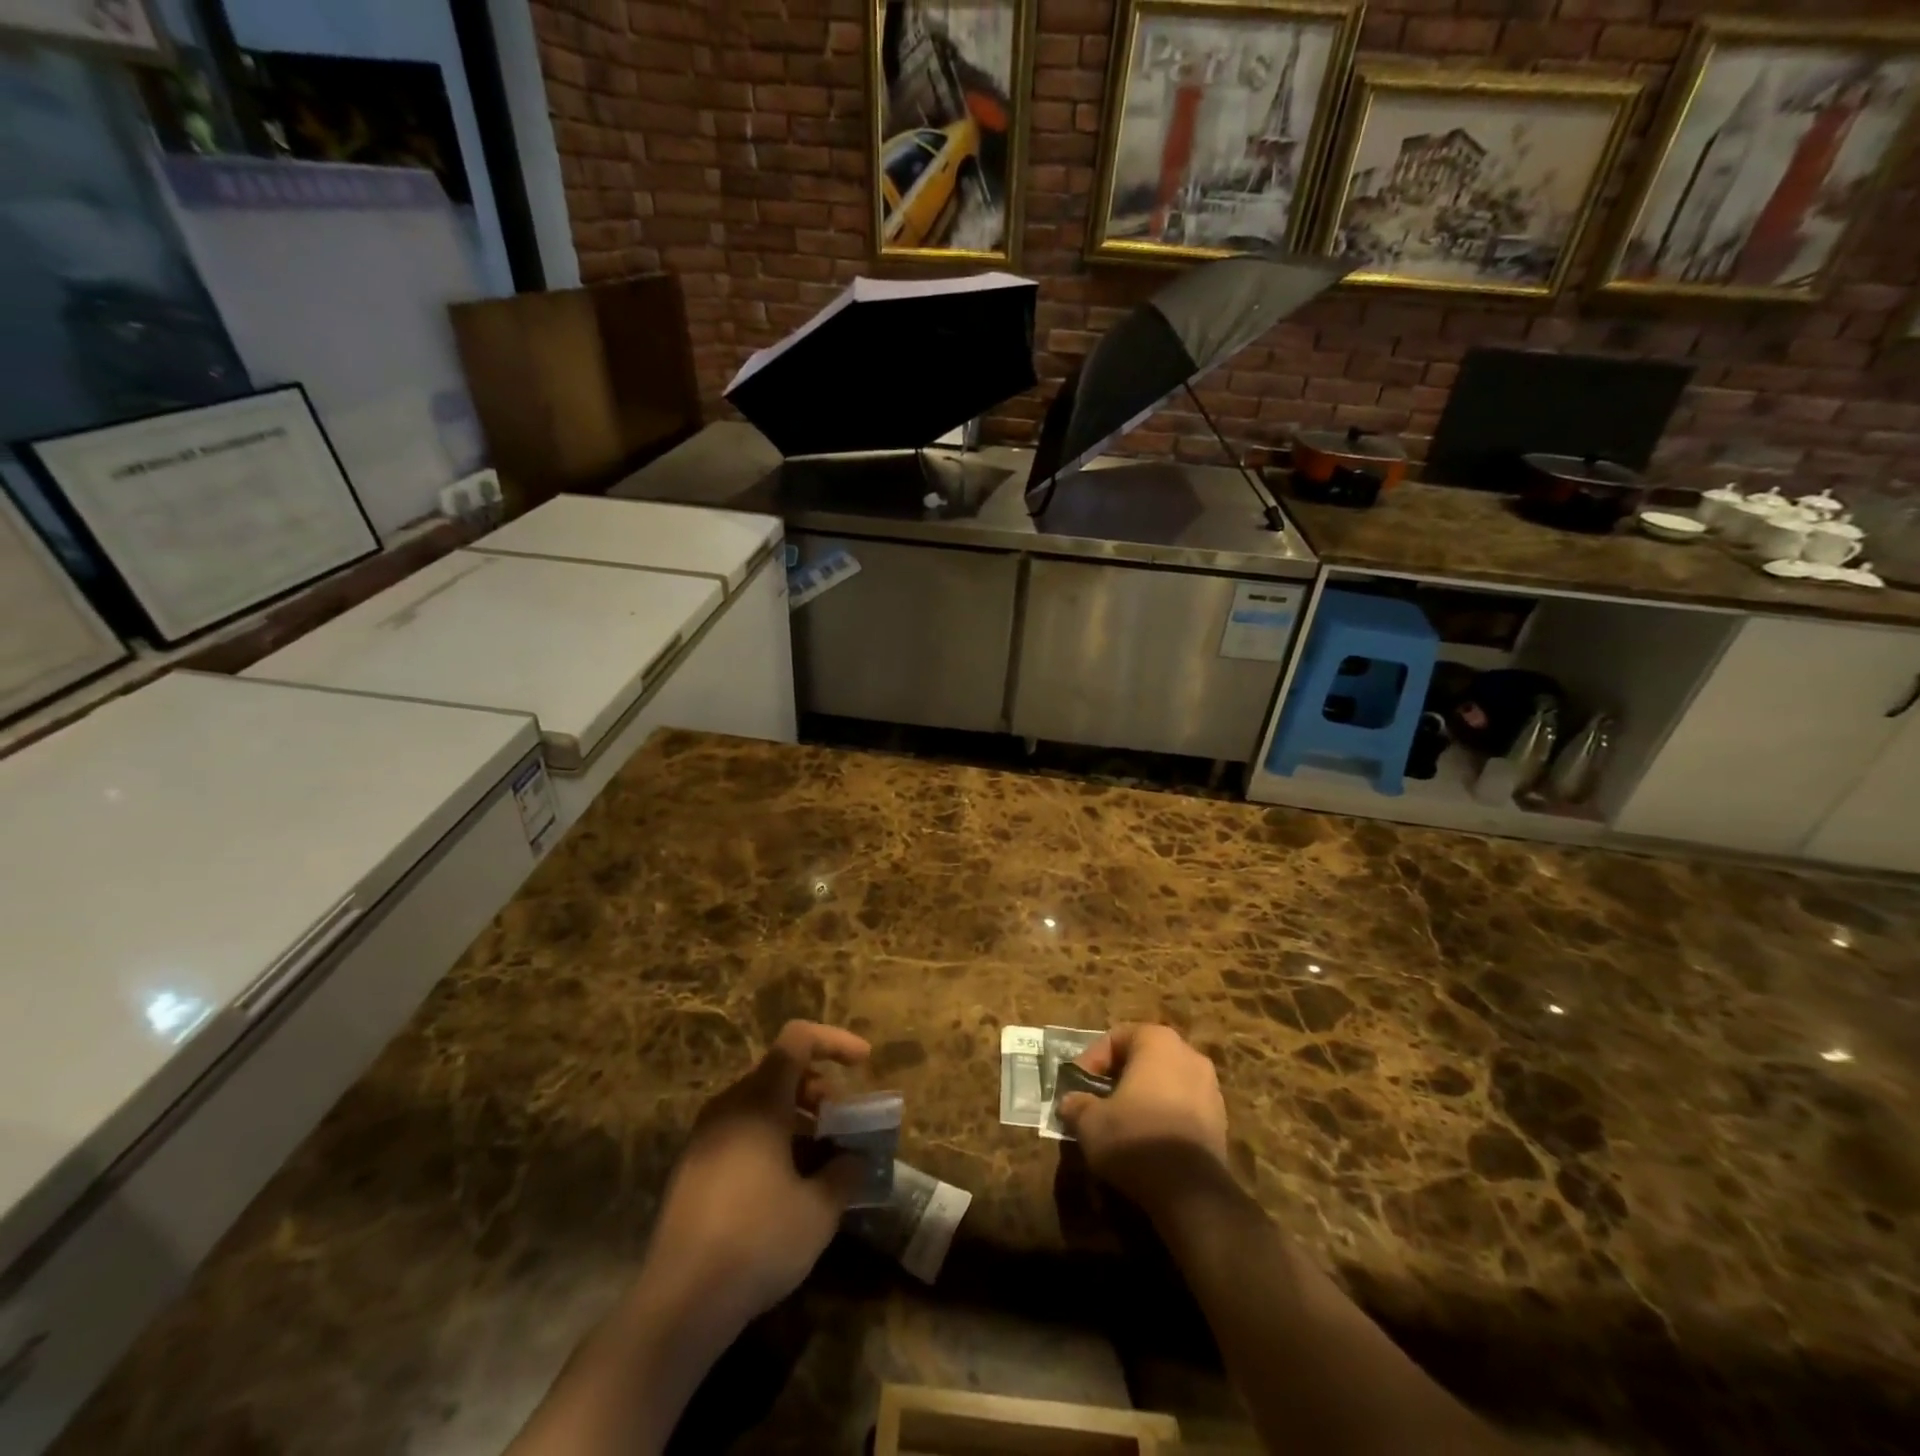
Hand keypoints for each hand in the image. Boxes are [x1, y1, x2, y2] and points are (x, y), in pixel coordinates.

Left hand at [639, 1020, 870, 1330]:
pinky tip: (786, 1184)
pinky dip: (771, 1138)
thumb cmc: (757, 1240)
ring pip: (759, 1103)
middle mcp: (729, 1106)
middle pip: (779, 1071)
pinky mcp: (693, 1169)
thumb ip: (844, 1174)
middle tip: (843, 1122)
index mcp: (759, 1101)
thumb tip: (855, 1159)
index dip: (835, 1041)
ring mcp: (705, 1137)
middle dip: (819, 1088)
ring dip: (796, 1117)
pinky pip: (740, 1131)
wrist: (679, 1303)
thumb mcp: (818, 1210)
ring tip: (821, 1156)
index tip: (864, 1063)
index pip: (798, 1040)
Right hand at [1057, 1023, 1229, 1210]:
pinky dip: (1163, 1117)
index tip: (1076, 1087)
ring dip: (1141, 1098)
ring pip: (1164, 1083)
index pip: (1115, 1037)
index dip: (1090, 1060)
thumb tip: (1070, 1103)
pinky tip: (1147, 1142)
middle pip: (1143, 1058)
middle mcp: (1188, 1054)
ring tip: (1120, 1124)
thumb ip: (1076, 1105)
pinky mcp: (1221, 1121)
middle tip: (1096, 1102)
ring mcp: (1210, 1087)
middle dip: (1117, 1078)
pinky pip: (1182, 1108)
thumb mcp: (1090, 1122)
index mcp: (1157, 1041)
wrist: (1192, 1191)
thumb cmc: (1136, 1138)